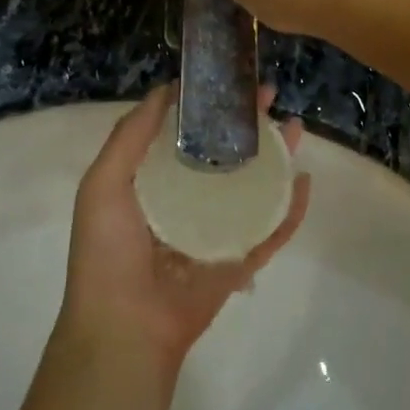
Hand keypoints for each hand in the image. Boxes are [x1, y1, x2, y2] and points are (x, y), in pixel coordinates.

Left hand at [59, 83, 309, 368]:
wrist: (124, 329)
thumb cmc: (108, 252)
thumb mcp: (104, 183)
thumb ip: (131, 135)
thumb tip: (166, 88)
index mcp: (152, 183)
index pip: (185, 134)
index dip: (207, 106)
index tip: (227, 79)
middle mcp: (186, 201)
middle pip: (225, 154)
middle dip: (247, 123)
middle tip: (269, 95)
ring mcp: (216, 231)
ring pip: (253, 185)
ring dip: (276, 156)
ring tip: (296, 126)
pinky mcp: (239, 260)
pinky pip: (271, 231)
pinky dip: (292, 209)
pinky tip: (306, 181)